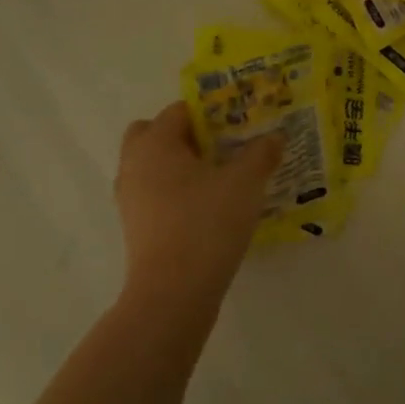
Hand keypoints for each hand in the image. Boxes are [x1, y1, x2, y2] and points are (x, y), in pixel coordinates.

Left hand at [114, 103, 281, 307]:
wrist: (173, 293)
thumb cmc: (207, 223)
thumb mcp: (245, 183)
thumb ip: (261, 153)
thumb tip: (274, 136)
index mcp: (156, 143)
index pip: (179, 110)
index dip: (211, 111)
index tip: (240, 122)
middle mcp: (134, 164)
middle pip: (154, 134)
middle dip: (185, 135)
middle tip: (221, 147)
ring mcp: (130, 198)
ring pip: (153, 166)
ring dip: (180, 165)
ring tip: (220, 177)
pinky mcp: (136, 227)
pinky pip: (155, 194)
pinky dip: (176, 192)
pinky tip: (209, 207)